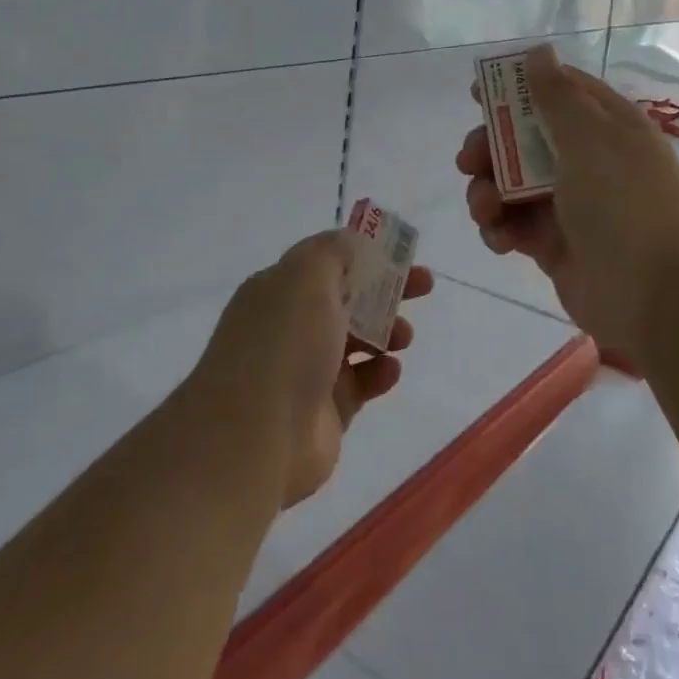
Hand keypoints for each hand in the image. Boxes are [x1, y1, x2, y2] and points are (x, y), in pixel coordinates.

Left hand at [194, 230, 433, 508]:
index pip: (327, 262)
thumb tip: (351, 242)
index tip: (401, 253)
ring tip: (404, 336)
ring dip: (387, 331)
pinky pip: (361, 383)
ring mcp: (306, 370)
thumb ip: (333, 251)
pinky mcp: (325, 412)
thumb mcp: (307, 276)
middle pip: (348, 299)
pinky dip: (380, 373)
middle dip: (387, 289)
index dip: (365, 254)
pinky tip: (390, 371)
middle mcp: (290, 326)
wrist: (254, 437)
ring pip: (357, 341)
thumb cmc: (283, 343)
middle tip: (424, 286)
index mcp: (279, 290)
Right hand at [457, 44, 678, 359]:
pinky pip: (515, 225)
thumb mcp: (589, 137)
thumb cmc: (624, 201)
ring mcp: (570, 205)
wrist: (659, 294)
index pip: (557, 92)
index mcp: (605, 126)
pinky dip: (500, 228)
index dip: (516, 88)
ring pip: (512, 184)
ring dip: (488, 192)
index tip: (476, 92)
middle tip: (469, 159)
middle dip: (490, 147)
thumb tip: (539, 52)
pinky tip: (500, 237)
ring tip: (486, 208)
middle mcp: (587, 160)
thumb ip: (556, 95)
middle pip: (524, 140)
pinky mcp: (554, 245)